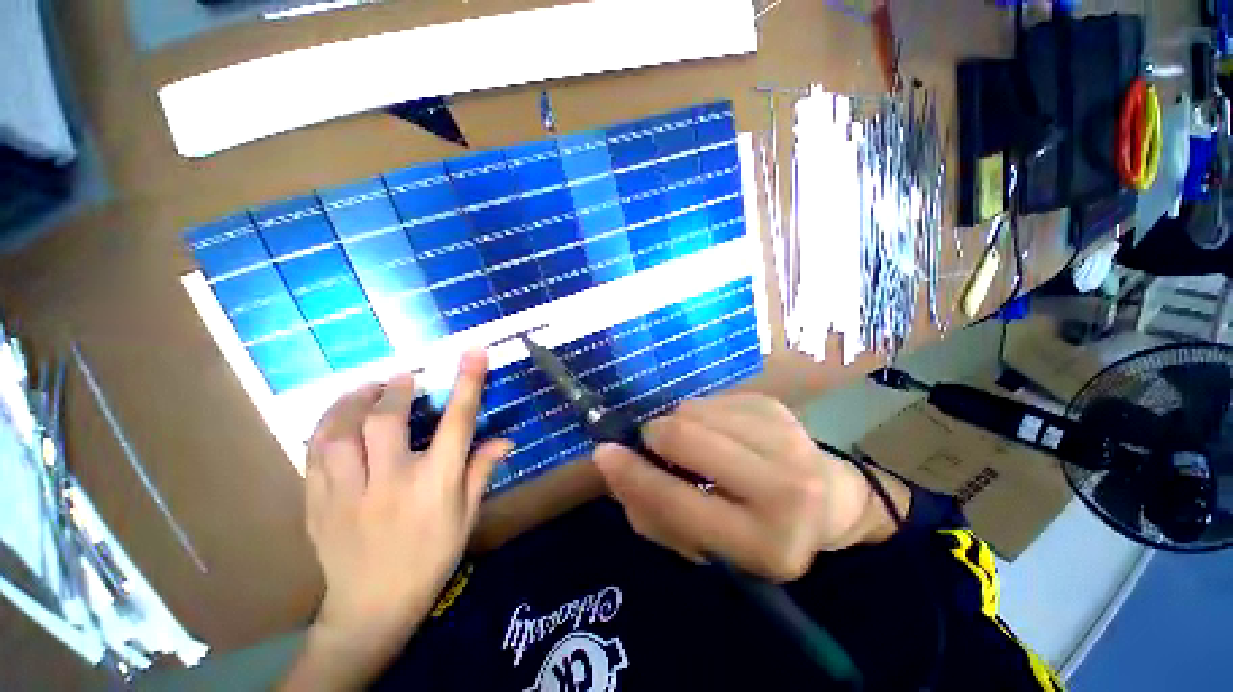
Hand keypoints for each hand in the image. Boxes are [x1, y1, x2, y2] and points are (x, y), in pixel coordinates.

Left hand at [291, 350, 511, 688]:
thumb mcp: (466, 517)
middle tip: (401, 377)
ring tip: (365, 389)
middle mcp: (392, 482)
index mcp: (436, 484)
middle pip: (387, 420)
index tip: (473, 352)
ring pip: (340, 433)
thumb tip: (506, 439)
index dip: (467, 382)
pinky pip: (314, 455)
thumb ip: (482, 471)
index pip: (457, 422)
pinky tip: (334, 419)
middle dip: (395, 390)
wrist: (372, 608)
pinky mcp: (317, 504)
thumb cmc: (430, 558)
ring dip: (352, 402)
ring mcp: (348, 493)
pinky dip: (324, 428)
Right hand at [594, 393, 907, 582]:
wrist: (825, 499)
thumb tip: (614, 461)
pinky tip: (717, 431)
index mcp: (765, 544)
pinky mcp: (775, 406)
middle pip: (684, 436)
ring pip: (692, 410)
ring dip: (677, 424)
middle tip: (652, 443)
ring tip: (694, 443)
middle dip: (654, 435)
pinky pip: (709, 399)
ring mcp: (785, 436)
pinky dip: (698, 414)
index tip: (602, 453)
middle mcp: (784, 487)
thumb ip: (653, 511)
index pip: (678, 503)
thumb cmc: (756, 530)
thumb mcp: (704, 545)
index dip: (632, 476)